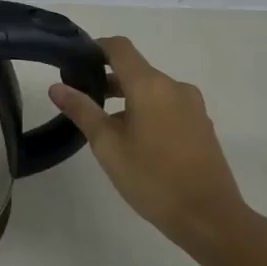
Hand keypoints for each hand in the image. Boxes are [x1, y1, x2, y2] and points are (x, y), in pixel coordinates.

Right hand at [49, 36, 255, 248]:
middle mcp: (175, 87)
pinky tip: (136, 142)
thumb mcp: (108, 146)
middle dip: (108, 80)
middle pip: (136, 70)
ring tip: (105, 128)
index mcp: (150, 85)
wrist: (209, 217)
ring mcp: (192, 106)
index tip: (76, 62)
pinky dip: (147, 112)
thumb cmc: (152, 178)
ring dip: (127, 99)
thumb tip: (57, 87)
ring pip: (152, 91)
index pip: (120, 48)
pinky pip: (168, 106)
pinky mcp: (201, 125)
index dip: (97, 48)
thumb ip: (82, 111)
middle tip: (82, 101)